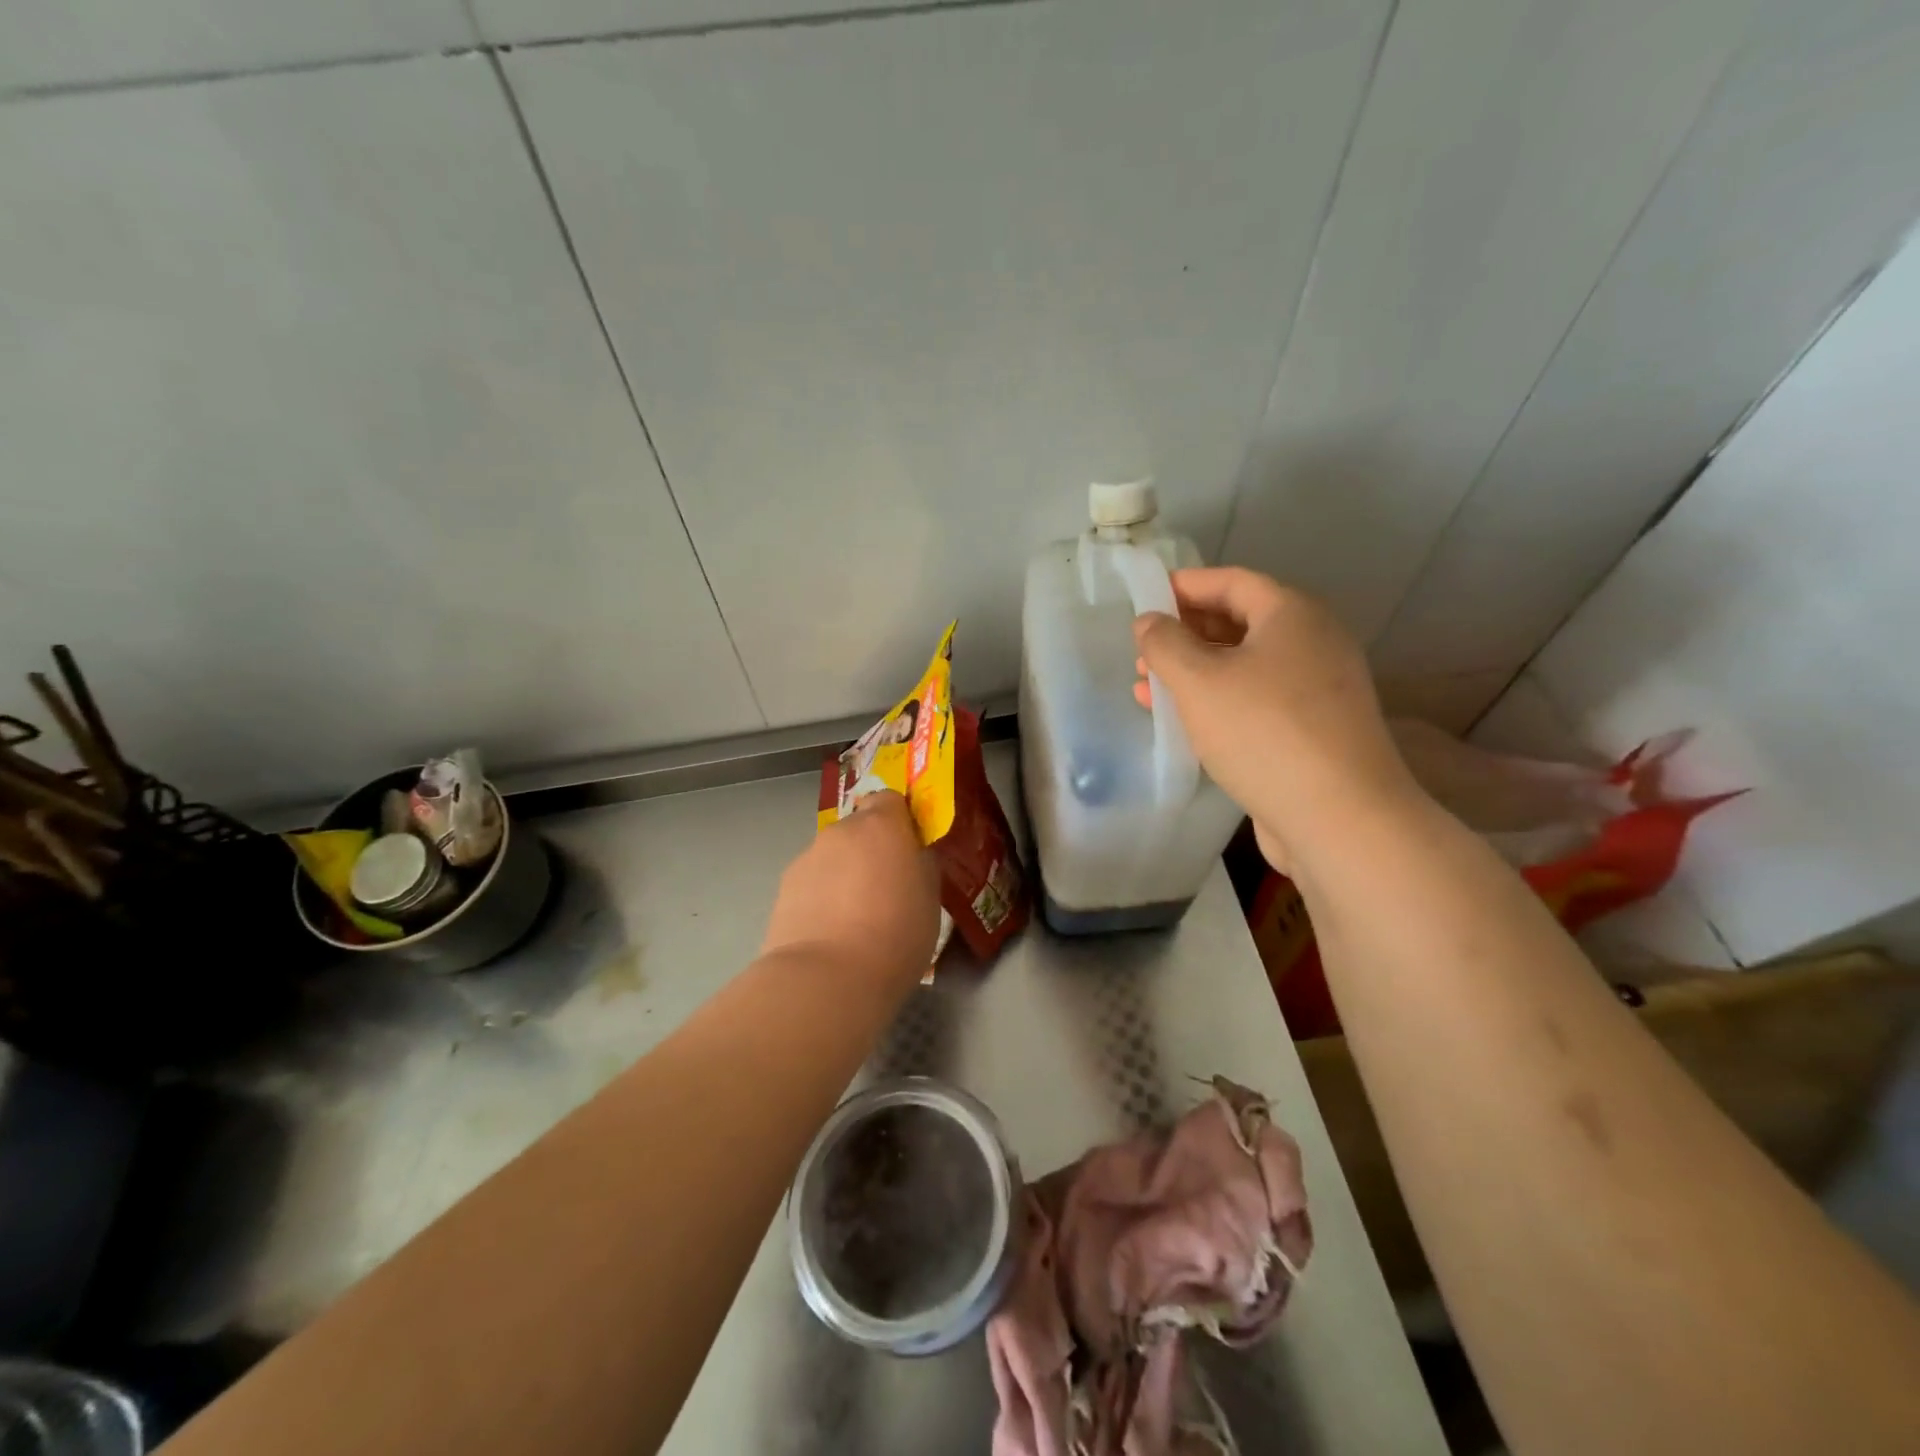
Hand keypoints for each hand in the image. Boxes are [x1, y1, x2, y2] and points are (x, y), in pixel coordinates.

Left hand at [761, 790, 940, 983]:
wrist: (827, 978)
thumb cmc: (895, 935)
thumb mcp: (930, 899)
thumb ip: (920, 866)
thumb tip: (911, 857)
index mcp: (881, 826)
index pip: (889, 800)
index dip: (899, 820)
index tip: (908, 849)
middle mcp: (840, 832)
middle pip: (858, 829)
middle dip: (870, 851)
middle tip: (886, 890)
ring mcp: (807, 858)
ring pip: (833, 858)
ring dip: (844, 876)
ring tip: (855, 921)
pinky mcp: (783, 889)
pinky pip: (812, 884)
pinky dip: (821, 899)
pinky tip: (830, 934)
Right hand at [1133, 568, 1416, 871]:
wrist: (1339, 817)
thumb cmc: (1263, 732)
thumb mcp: (1198, 681)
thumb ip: (1165, 644)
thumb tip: (1149, 622)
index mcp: (1292, 614)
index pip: (1231, 581)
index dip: (1184, 586)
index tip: (1143, 598)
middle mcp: (1312, 643)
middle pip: (1239, 622)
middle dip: (1185, 634)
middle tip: (1141, 652)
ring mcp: (1317, 690)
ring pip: (1244, 667)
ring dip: (1194, 673)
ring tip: (1147, 690)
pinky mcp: (1313, 731)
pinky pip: (1256, 701)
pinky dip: (1217, 703)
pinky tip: (1183, 723)